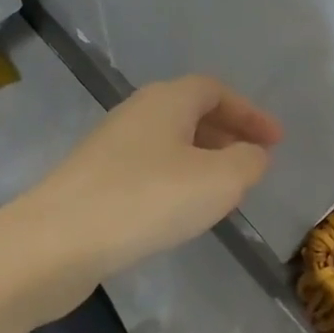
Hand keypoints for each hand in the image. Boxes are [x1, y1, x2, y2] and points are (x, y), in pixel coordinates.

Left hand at [22, 75, 281, 278]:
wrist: (57, 242)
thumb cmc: (147, 200)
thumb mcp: (219, 180)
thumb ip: (247, 162)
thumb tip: (253, 155)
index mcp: (166, 101)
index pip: (215, 90)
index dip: (249, 112)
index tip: (275, 141)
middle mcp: (135, 114)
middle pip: (190, 113)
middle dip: (227, 135)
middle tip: (253, 162)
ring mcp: (109, 148)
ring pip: (168, 144)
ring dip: (202, 160)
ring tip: (223, 190)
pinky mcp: (93, 182)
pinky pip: (148, 170)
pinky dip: (176, 181)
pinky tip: (181, 212)